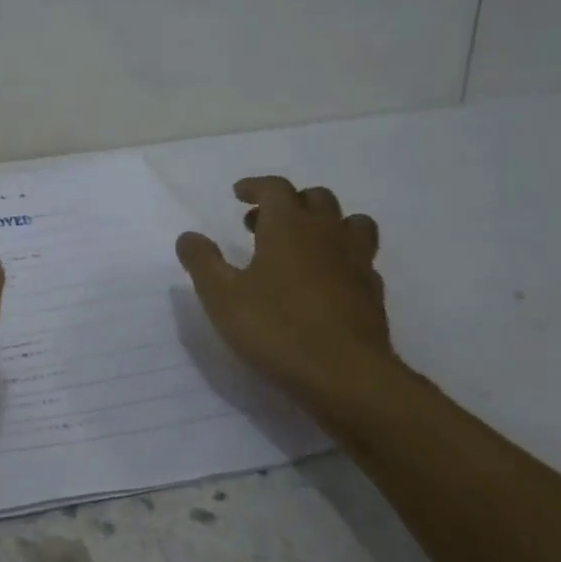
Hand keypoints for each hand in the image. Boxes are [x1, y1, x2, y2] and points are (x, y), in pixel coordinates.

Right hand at [175, 177, 393, 408]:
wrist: (344, 374)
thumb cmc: (275, 328)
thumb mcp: (221, 296)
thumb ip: (202, 261)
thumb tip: (188, 236)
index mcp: (289, 227)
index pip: (276, 189)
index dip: (256, 187)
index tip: (238, 194)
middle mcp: (327, 234)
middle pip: (316, 198)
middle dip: (288, 202)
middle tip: (261, 223)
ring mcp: (357, 262)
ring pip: (350, 223)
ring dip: (325, 223)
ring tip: (303, 243)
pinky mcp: (372, 292)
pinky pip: (361, 258)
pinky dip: (341, 257)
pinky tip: (325, 279)